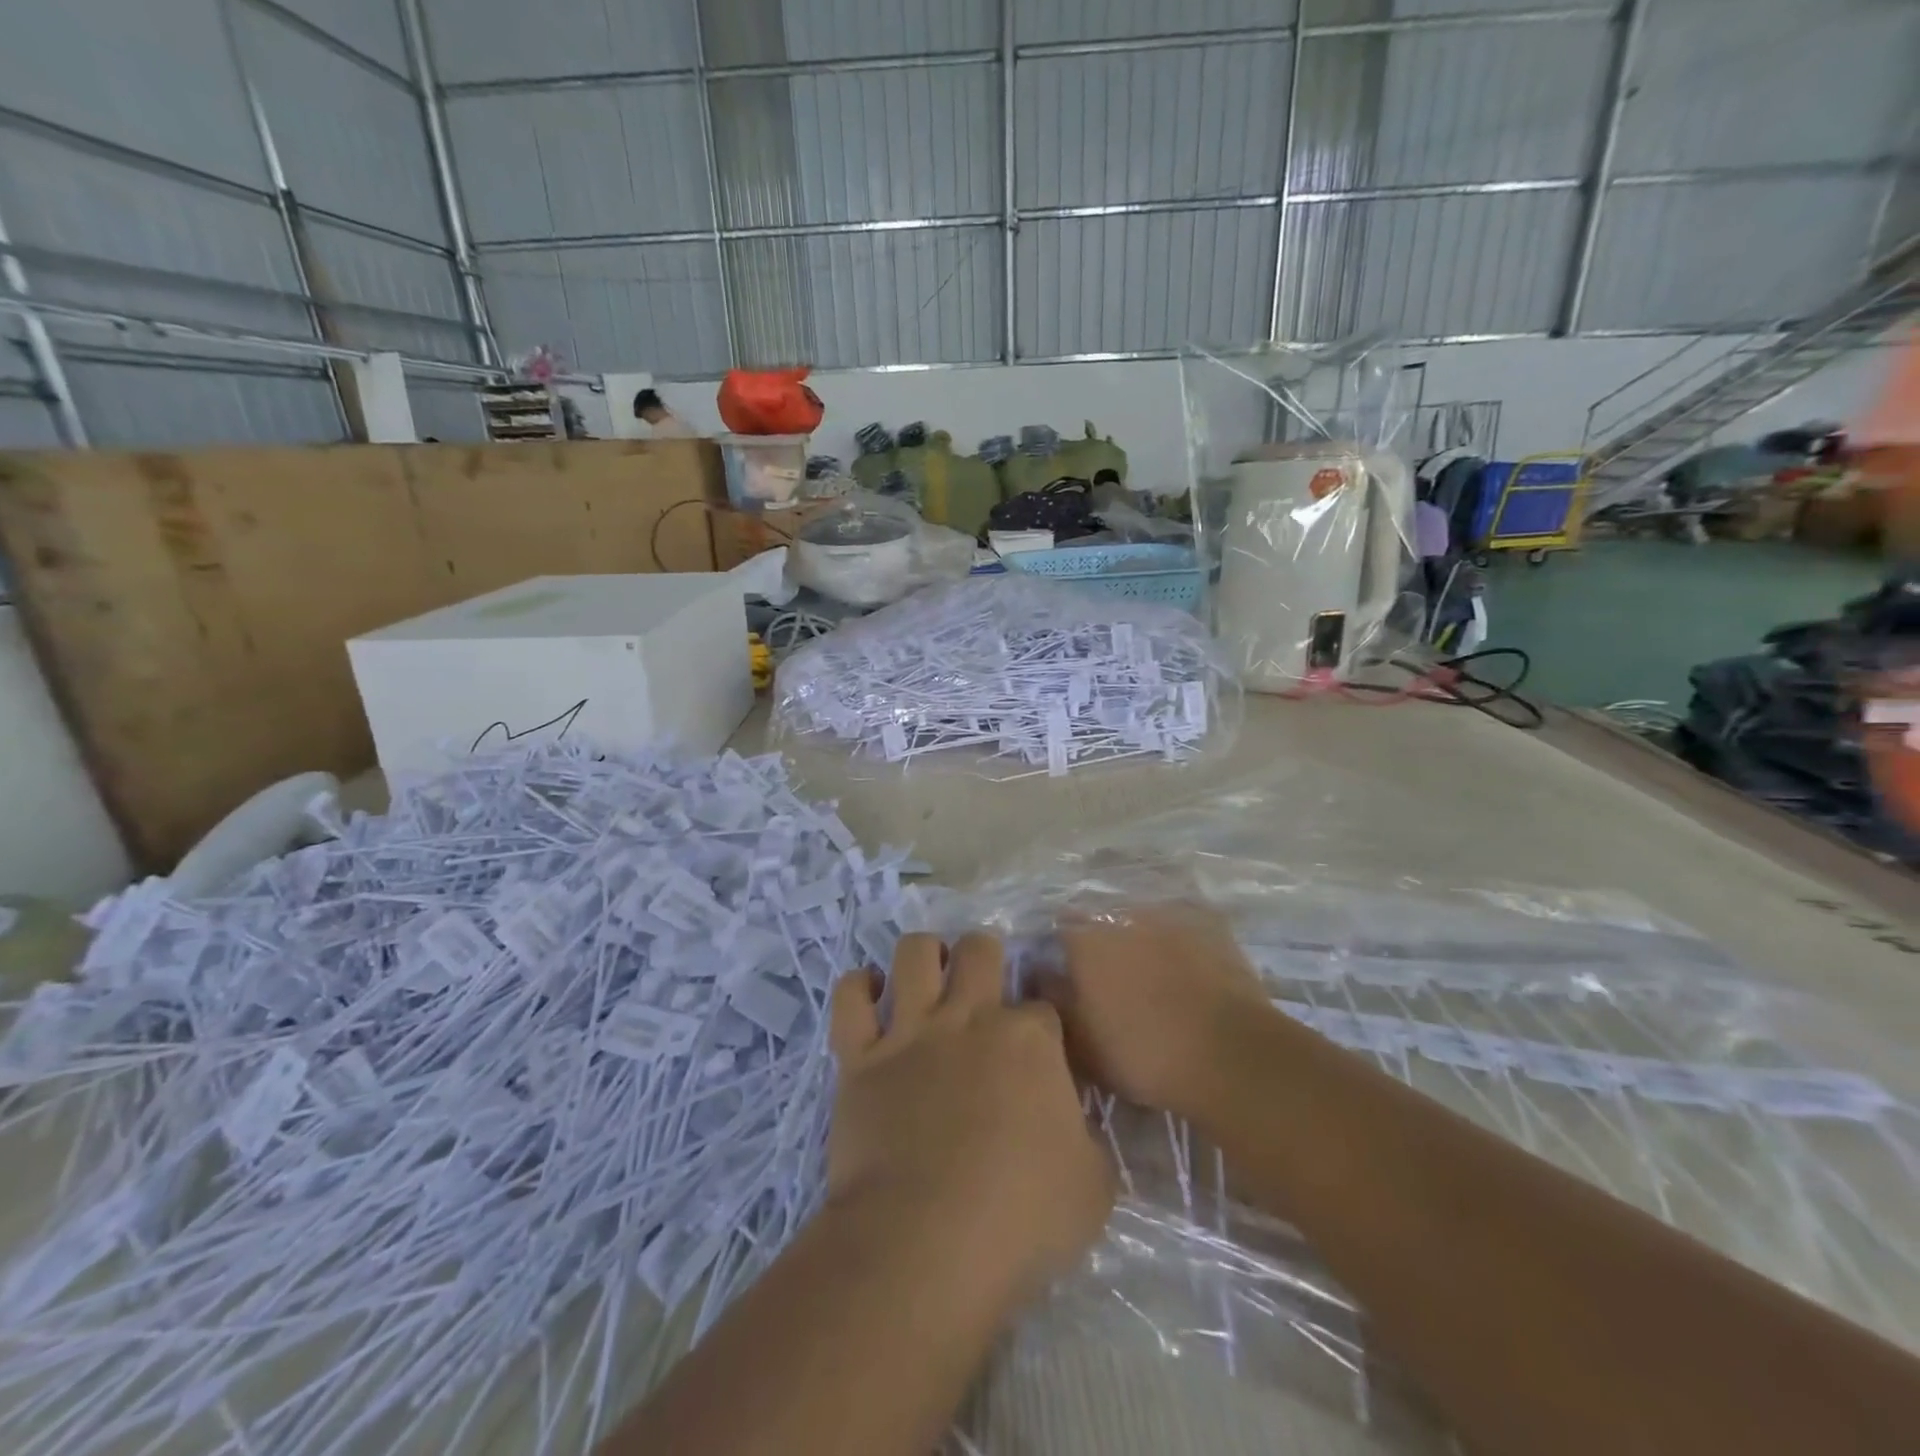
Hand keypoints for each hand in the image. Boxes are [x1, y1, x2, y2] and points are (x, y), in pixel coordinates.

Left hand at [828, 932, 1114, 1303]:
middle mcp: (969, 1018)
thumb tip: (1072, 1122)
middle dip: (984, 955)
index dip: (1043, 1018)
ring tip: (928, 972)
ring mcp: (910, 1032)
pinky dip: (857, 986)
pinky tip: (870, 991)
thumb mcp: (1092, 1187)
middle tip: (982, 985)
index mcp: (1029, 1040)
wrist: (924, 1244)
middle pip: (978, 949)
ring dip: (923, 953)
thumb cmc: (1019, 1219)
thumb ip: (1087, 1139)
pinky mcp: (860, 1057)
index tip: (1041, 1040)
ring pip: (913, 953)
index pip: (1043, 1004)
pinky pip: (849, 998)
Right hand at [1047, 902, 1270, 1116]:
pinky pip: (1184, 928)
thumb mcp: (1080, 1042)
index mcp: (1085, 938)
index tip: (1068, 977)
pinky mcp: (1209, 924)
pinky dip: (1181, 945)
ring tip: (1155, 979)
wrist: (1230, 1054)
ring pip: (1144, 923)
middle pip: (1102, 923)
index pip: (1059, 930)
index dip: (1062, 953)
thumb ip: (1053, 1000)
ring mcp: (1169, 915)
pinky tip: (1189, 972)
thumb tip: (1040, 972)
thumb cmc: (1142, 1052)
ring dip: (1142, 942)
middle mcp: (1122, 914)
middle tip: (1112, 982)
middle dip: (1103, 945)